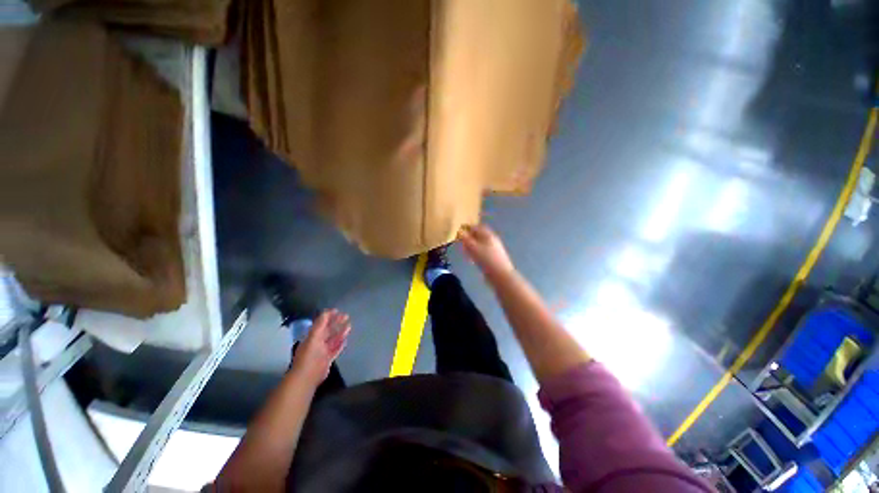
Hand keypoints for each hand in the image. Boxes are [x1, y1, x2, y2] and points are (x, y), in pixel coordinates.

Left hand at [291, 309, 350, 385]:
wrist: (307, 376)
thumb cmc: (308, 356)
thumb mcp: (313, 338)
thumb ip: (319, 326)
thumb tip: (325, 313)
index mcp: (312, 335)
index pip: (321, 323)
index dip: (328, 316)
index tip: (337, 310)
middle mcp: (317, 341)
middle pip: (328, 330)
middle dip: (336, 323)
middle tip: (346, 316)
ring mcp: (323, 350)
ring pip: (333, 339)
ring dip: (340, 332)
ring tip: (349, 325)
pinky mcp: (328, 359)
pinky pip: (335, 349)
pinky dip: (340, 344)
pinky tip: (345, 340)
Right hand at [459, 224, 514, 279]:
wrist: (501, 275)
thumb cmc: (486, 259)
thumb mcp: (473, 248)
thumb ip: (465, 239)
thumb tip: (459, 231)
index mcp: (488, 235)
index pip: (476, 227)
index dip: (467, 227)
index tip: (458, 231)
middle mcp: (492, 240)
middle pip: (479, 235)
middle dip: (469, 237)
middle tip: (460, 241)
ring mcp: (493, 249)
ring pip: (480, 244)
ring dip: (472, 246)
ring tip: (464, 250)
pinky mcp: (493, 258)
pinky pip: (482, 252)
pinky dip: (476, 253)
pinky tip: (471, 259)